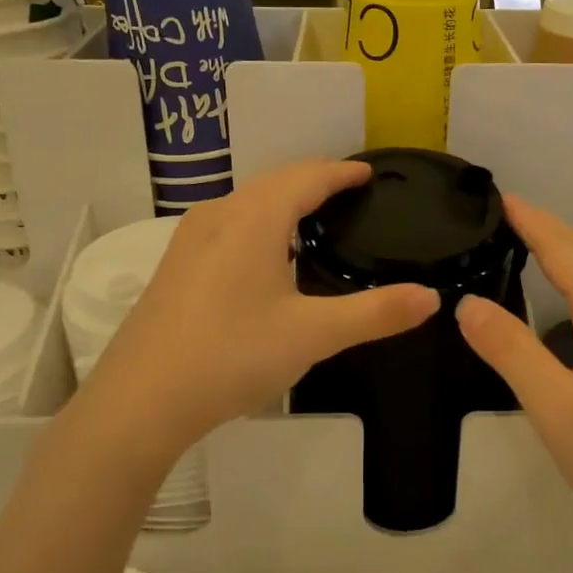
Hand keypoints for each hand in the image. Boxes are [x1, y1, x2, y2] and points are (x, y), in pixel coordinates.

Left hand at [74, 159, 438, 474]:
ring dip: (284, 199)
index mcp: (256, 218)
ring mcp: (191, 238)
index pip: (308, 177)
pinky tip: (267, 255)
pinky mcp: (176, 264)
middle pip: (276, 182)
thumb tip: (432, 298)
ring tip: (315, 217)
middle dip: (315, 179)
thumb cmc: (231, 356)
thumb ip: (375, 313)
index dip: (342, 172)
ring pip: (248, 201)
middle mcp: (220, 214)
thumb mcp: (313, 335)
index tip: (369, 173)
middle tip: (350, 191)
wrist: (140, 400)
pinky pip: (229, 223)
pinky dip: (260, 221)